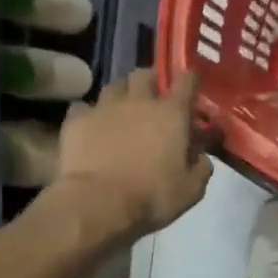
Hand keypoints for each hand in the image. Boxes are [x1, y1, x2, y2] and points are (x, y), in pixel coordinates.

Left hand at [51, 69, 212, 244]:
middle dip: (151, 82)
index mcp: (171, 114)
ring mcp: (104, 108)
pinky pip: (83, 107)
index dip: (190, 81)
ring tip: (122, 112)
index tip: (191, 89)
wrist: (98, 203)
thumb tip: (201, 156)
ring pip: (114, 86)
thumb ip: (201, 168)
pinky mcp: (76, 121)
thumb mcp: (190, 191)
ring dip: (121, 95)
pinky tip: (91, 128)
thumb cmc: (151, 197)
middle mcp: (138, 101)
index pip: (186, 81)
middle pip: (144, 75)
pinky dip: (89, 114)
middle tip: (153, 100)